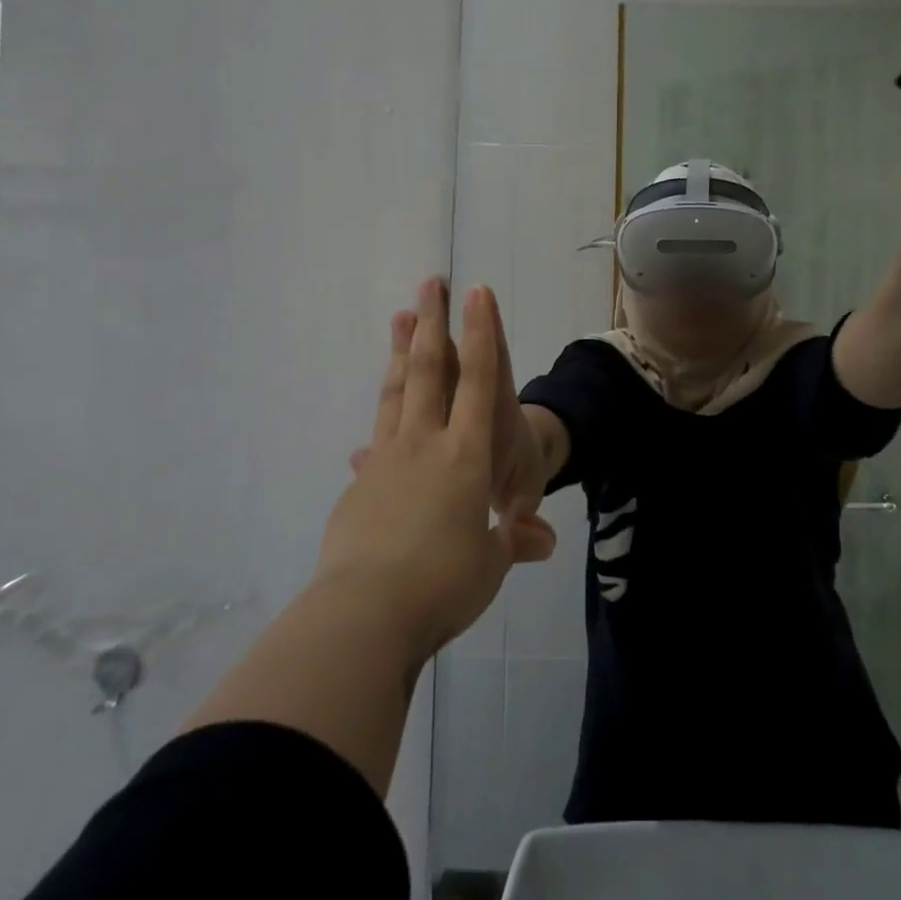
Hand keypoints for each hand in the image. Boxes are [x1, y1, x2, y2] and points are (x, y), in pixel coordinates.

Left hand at [318, 278, 554, 660]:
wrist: (363, 615)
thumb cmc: (443, 583)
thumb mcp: (491, 565)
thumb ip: (514, 543)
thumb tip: (541, 541)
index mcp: (464, 455)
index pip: (478, 380)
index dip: (481, 333)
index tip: (476, 292)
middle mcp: (424, 444)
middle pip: (430, 370)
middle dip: (433, 323)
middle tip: (429, 283)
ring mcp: (386, 460)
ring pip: (397, 394)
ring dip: (401, 353)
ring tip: (400, 319)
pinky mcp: (359, 486)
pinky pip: (375, 442)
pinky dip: (380, 425)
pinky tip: (370, 436)